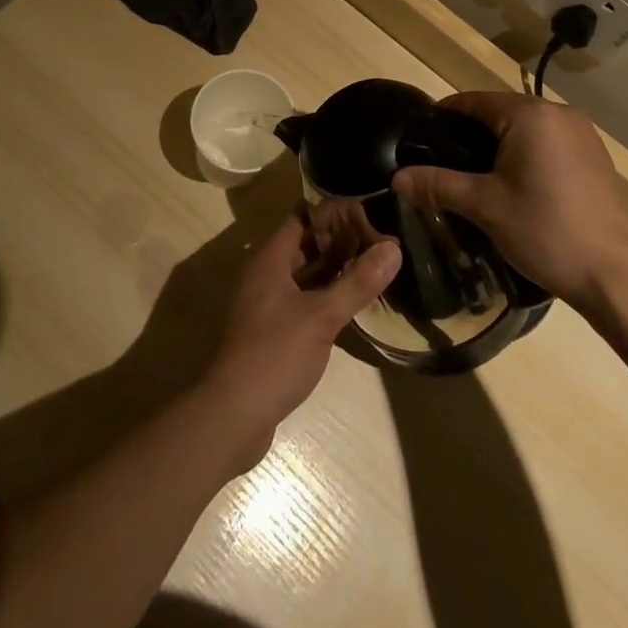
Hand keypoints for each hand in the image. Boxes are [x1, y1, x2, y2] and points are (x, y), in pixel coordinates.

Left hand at [198, 211, 400, 472]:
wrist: (233, 416)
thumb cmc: (275, 354)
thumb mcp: (322, 316)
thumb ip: (357, 282)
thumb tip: (393, 248)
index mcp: (270, 259)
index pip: (302, 216)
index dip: (332, 211)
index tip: (367, 212)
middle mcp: (266, 274)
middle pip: (305, 244)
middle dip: (339, 240)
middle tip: (378, 238)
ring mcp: (267, 304)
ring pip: (305, 274)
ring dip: (334, 269)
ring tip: (373, 265)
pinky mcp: (273, 331)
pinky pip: (303, 300)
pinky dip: (326, 295)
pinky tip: (353, 302)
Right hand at [391, 92, 627, 309]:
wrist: (614, 273)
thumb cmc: (545, 230)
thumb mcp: (484, 206)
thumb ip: (438, 185)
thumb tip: (397, 178)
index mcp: (529, 114)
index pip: (475, 101)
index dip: (445, 116)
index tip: (422, 137)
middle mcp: (558, 113)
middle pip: (502, 112)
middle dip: (473, 133)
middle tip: (446, 162)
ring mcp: (582, 134)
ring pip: (527, 128)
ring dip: (502, 144)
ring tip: (478, 175)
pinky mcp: (595, 156)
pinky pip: (550, 143)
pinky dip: (529, 154)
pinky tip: (519, 185)